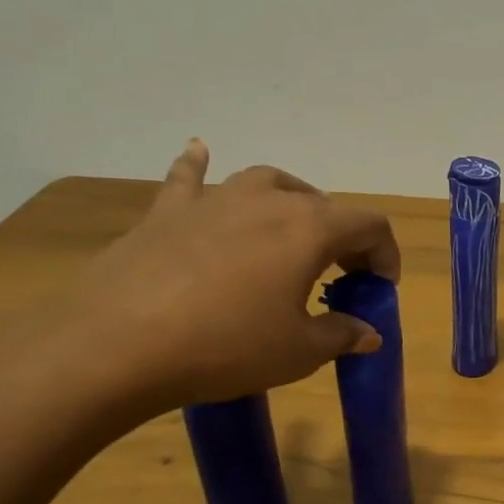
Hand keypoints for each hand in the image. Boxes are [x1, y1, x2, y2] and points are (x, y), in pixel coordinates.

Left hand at [55, 141, 399, 418]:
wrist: (117, 344)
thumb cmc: (226, 346)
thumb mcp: (298, 352)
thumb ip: (341, 335)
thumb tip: (368, 332)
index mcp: (310, 229)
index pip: (369, 225)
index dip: (386, 254)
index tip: (381, 288)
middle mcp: (268, 201)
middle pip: (324, 204)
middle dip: (343, 237)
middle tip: (339, 275)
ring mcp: (214, 199)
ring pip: (267, 182)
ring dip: (292, 203)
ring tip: (293, 228)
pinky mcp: (167, 211)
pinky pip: (190, 178)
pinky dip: (200, 166)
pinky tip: (199, 151)